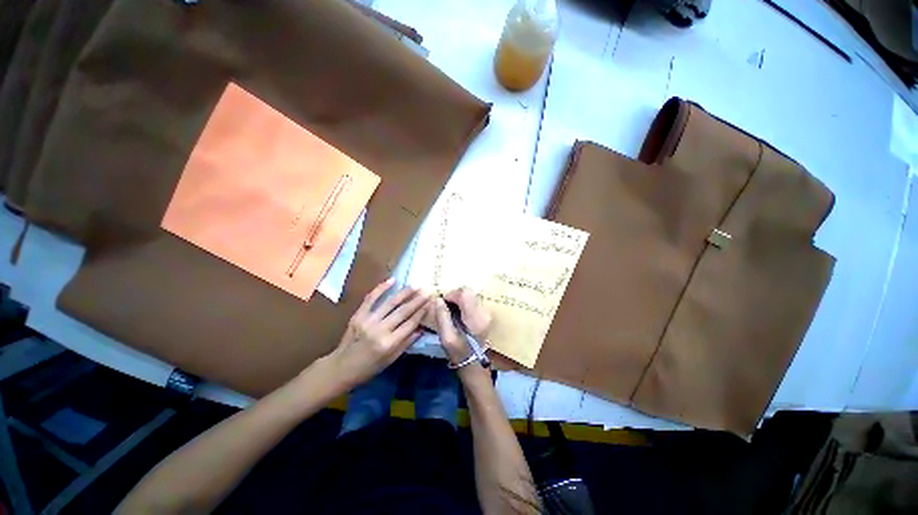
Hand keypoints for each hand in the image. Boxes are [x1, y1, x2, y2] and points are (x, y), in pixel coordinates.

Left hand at [327, 278, 429, 388]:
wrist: (340, 368)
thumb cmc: (369, 368)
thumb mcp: (391, 359)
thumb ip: (407, 343)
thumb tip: (422, 328)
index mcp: (389, 343)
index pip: (410, 324)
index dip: (421, 313)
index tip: (431, 303)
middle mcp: (380, 330)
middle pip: (403, 312)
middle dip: (417, 300)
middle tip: (428, 291)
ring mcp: (368, 320)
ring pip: (390, 303)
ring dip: (404, 293)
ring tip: (415, 286)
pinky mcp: (358, 315)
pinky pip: (371, 298)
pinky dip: (381, 288)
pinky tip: (392, 280)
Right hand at [434, 287, 491, 363]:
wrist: (475, 365)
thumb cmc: (459, 354)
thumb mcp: (446, 338)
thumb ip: (442, 317)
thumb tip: (438, 299)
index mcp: (475, 317)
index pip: (464, 292)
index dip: (451, 294)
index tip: (442, 303)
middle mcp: (484, 311)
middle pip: (468, 292)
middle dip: (454, 296)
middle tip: (445, 307)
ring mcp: (487, 313)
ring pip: (470, 296)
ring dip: (459, 300)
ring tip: (451, 312)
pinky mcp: (486, 315)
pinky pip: (473, 302)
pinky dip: (464, 304)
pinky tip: (459, 316)